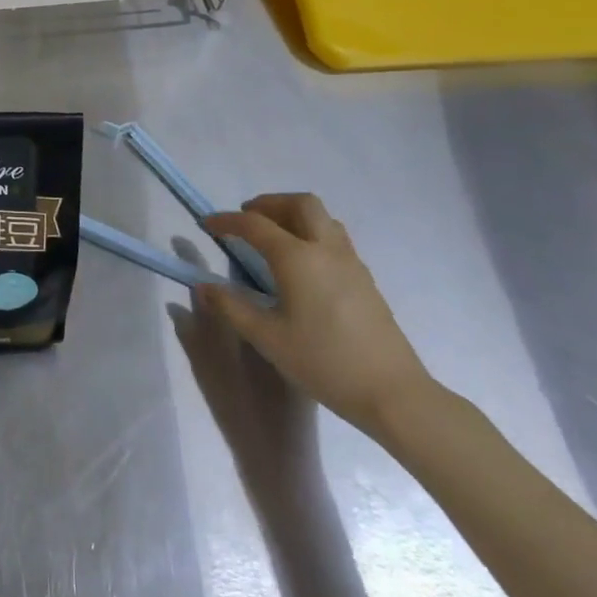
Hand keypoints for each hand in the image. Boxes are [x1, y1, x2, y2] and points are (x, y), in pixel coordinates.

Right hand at [199, 194, 432, 439]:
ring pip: (322, 217)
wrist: (393, 393)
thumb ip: (232, 307)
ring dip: (294, 214)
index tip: (207, 223)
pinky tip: (304, 262)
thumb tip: (204, 286)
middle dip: (269, 203)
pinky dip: (312, 232)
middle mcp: (325, 249)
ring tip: (275, 235)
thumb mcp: (268, 338)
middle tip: (247, 218)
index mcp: (297, 258)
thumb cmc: (324, 362)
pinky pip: (335, 237)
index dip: (227, 220)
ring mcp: (350, 262)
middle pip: (298, 204)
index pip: (255, 224)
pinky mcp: (365, 278)